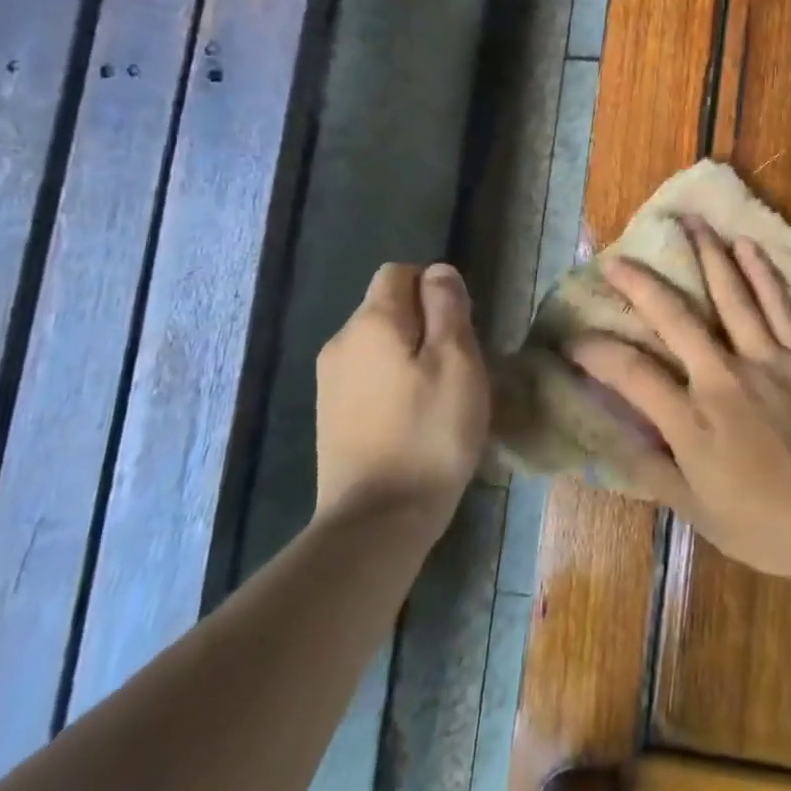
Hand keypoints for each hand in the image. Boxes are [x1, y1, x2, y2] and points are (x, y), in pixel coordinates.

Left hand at [315, 263, 489, 522]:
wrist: (377, 519)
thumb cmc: (429, 432)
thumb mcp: (458, 361)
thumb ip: (448, 307)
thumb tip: (437, 272)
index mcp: (372, 322)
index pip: (399, 273)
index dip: (434, 288)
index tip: (460, 327)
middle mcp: (341, 342)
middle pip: (387, 307)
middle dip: (425, 322)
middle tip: (459, 365)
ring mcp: (330, 381)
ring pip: (379, 344)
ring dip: (411, 355)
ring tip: (439, 395)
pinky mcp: (330, 415)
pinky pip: (368, 376)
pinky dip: (393, 382)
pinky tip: (414, 417)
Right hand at [567, 221, 790, 582]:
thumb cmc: (763, 523)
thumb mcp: (694, 509)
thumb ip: (650, 468)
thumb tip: (609, 436)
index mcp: (690, 420)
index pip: (629, 373)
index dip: (595, 352)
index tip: (572, 338)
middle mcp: (721, 378)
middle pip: (674, 317)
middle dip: (641, 284)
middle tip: (617, 259)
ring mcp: (765, 361)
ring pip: (730, 296)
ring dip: (707, 255)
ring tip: (689, 222)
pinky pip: (780, 306)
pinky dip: (763, 273)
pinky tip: (747, 245)